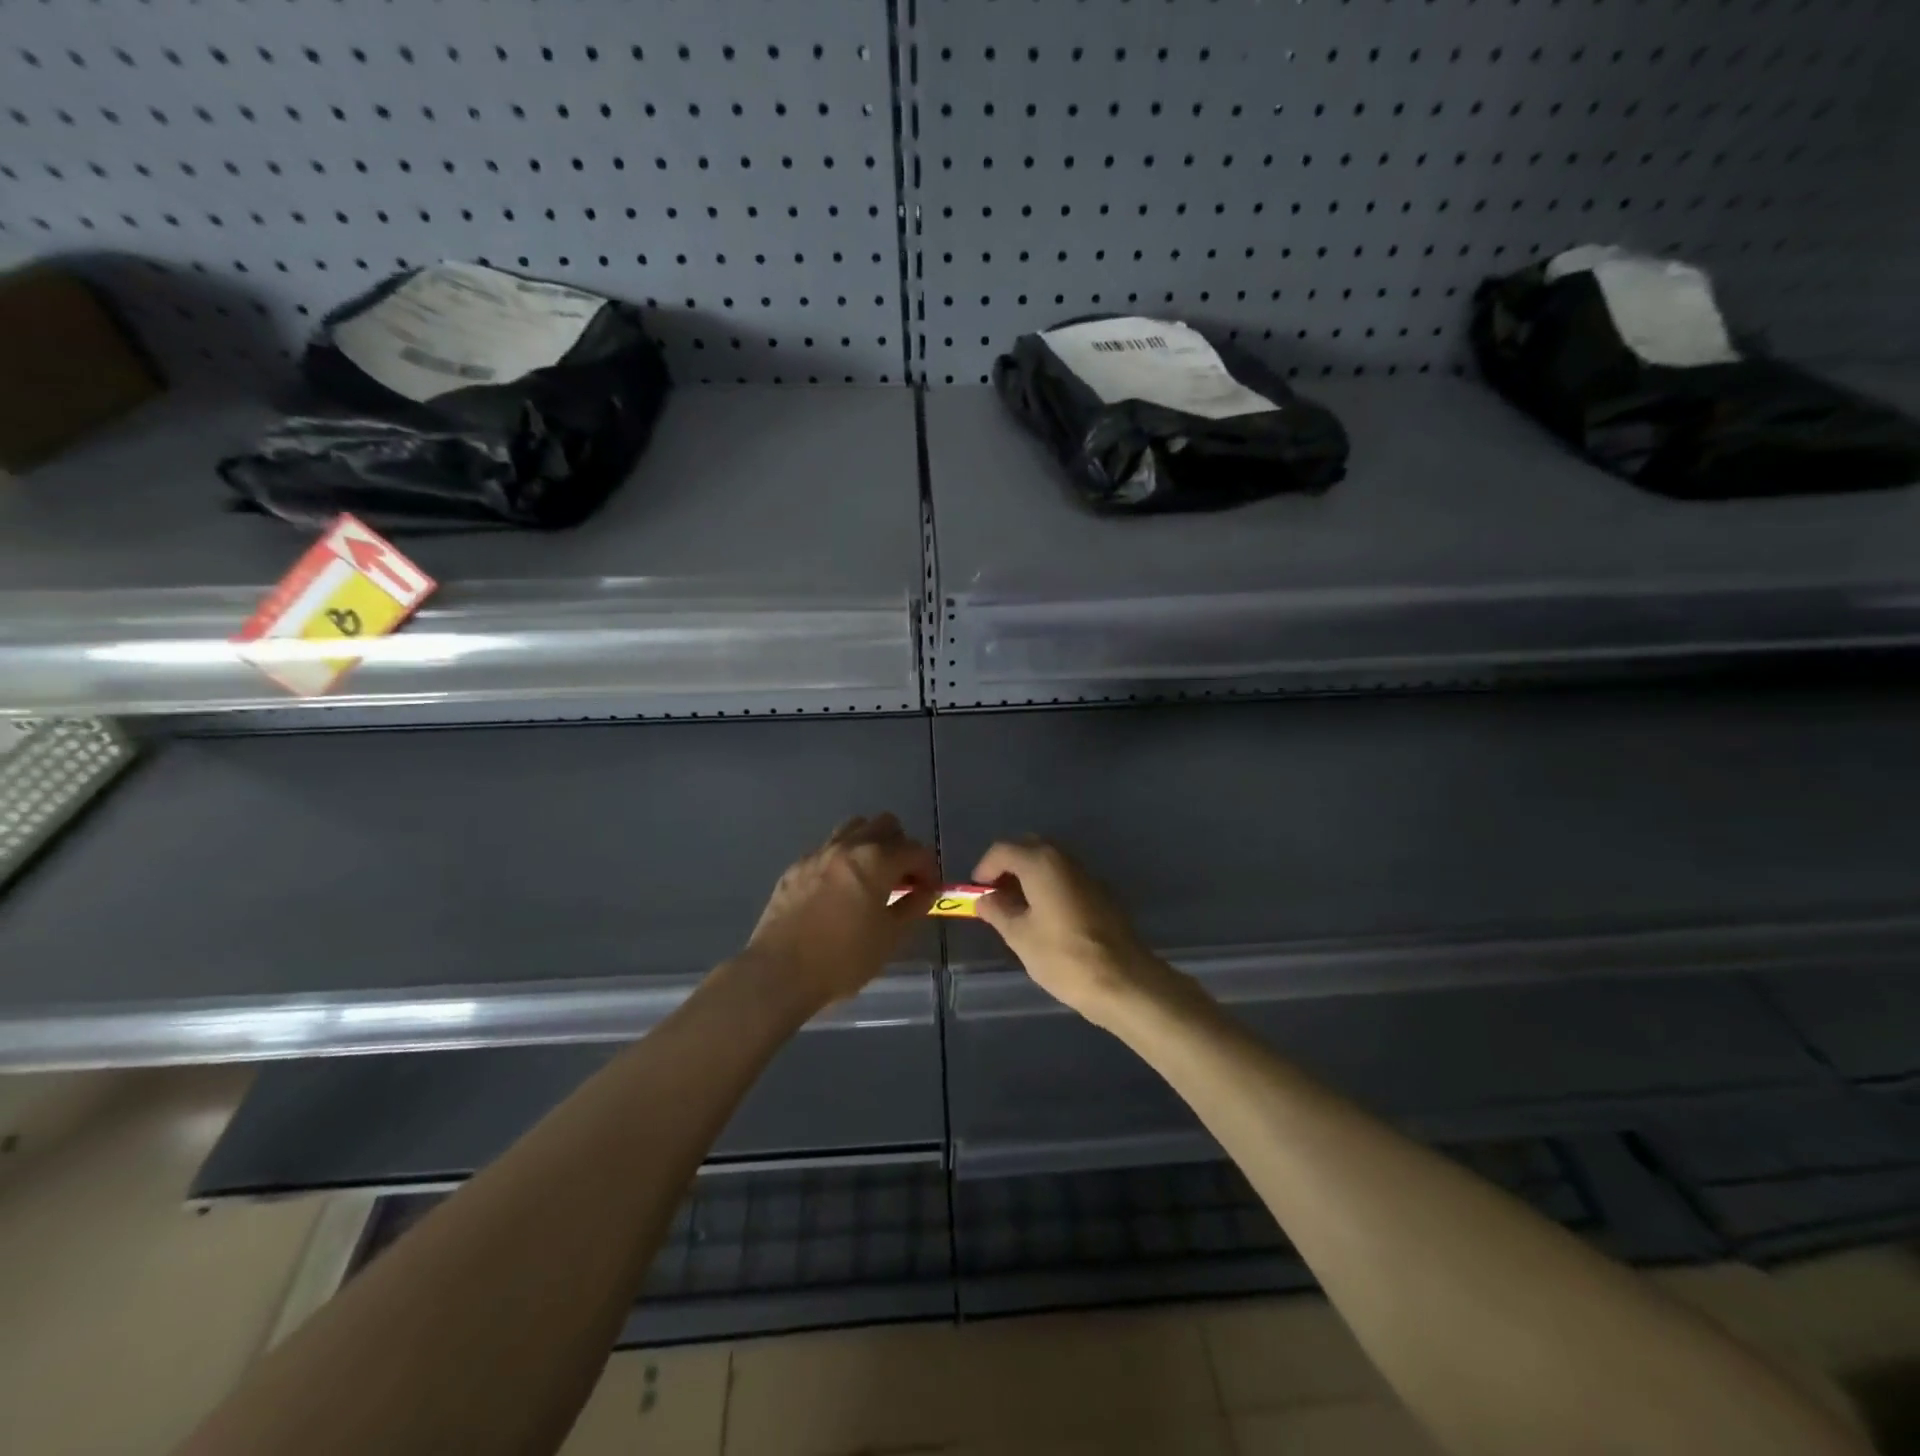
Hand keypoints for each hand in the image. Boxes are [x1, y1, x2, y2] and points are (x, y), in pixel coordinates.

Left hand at [742, 814, 939, 1014]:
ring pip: (853, 828)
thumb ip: (913, 906)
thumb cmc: (843, 958)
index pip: (916, 850)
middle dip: (901, 847)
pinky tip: (839, 890)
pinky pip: (827, 850)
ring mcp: (818, 854)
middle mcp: (848, 846)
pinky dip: (842, 860)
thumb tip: (926, 891)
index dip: (929, 869)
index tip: (929, 891)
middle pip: (885, 825)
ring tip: (871, 876)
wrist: (780, 972)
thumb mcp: (890, 937)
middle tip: (902, 879)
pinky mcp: (795, 868)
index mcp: (876, 860)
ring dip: (870, 844)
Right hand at [972, 838, 1182, 1029]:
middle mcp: (1065, 859)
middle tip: (994, 895)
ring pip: (1050, 862)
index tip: (976, 892)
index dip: (985, 868)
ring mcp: (1087, 874)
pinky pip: (1066, 878)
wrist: (1124, 981)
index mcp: (1042, 863)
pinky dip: (1048, 886)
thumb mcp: (1020, 936)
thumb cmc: (1064, 957)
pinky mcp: (1102, 893)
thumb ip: (998, 911)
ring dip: (1029, 876)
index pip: (1003, 849)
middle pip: (1029, 848)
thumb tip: (985, 899)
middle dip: (1008, 866)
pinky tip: (1044, 916)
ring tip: (1016, 908)